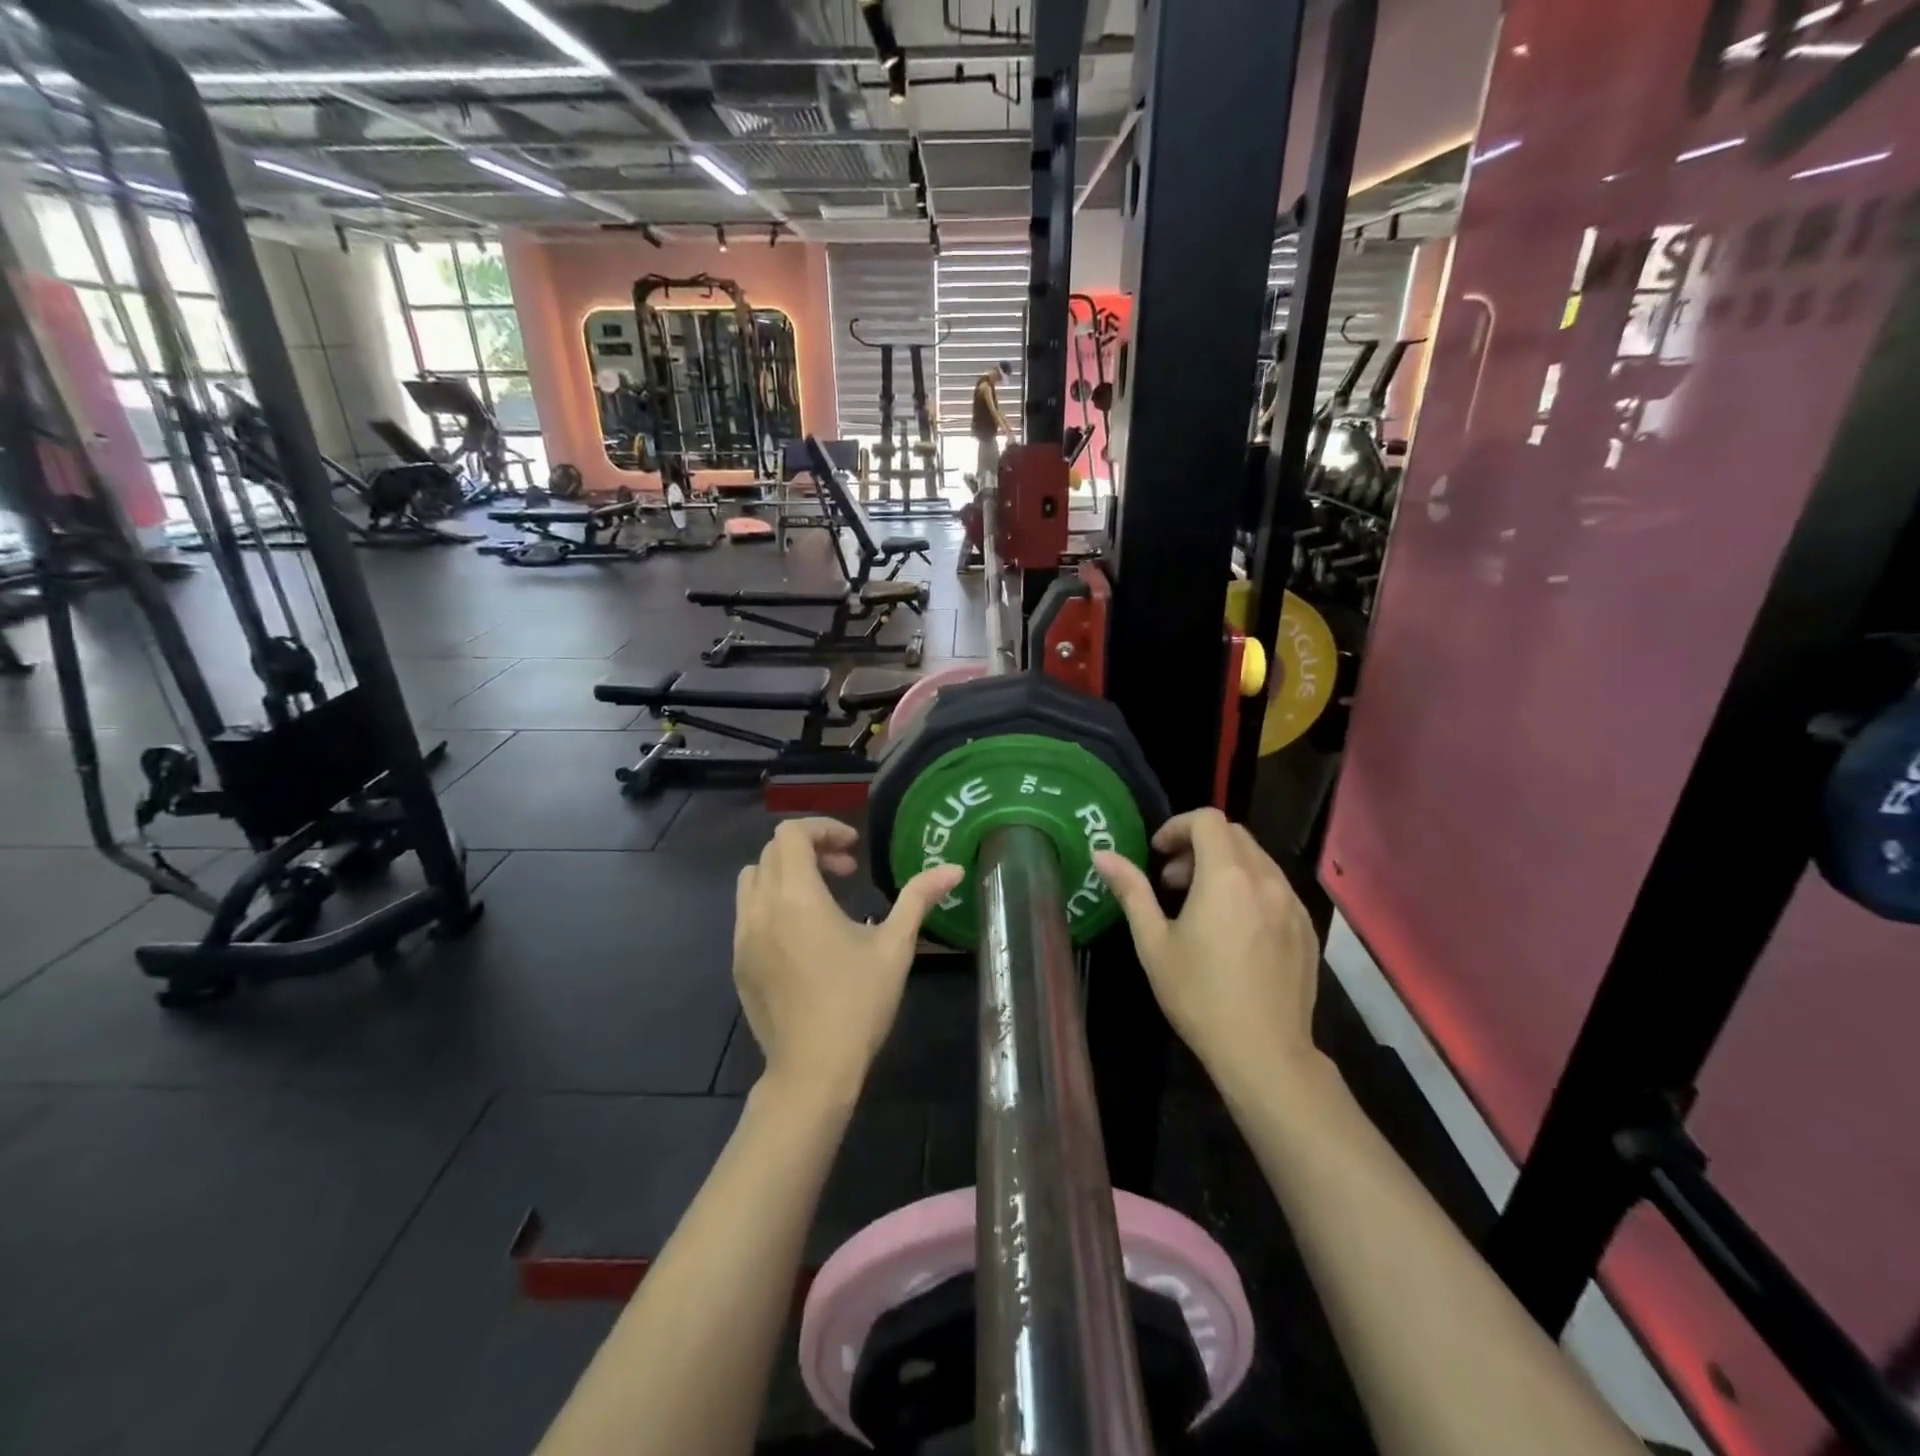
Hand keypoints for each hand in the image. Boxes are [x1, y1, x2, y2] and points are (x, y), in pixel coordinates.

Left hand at [734, 818, 964, 1102]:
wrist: (812, 1071)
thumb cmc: (858, 1003)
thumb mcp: (895, 946)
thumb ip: (919, 898)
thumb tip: (954, 868)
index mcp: (796, 897)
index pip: (791, 834)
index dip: (823, 829)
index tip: (854, 849)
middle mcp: (760, 909)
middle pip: (772, 852)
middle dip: (810, 849)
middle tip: (846, 871)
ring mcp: (742, 937)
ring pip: (753, 880)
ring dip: (785, 874)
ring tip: (822, 898)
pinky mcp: (738, 962)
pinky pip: (748, 913)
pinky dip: (772, 903)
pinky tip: (804, 936)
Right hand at [1095, 809, 1322, 1089]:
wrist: (1264, 1053)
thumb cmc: (1199, 995)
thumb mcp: (1154, 942)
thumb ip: (1131, 890)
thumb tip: (1102, 854)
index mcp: (1226, 876)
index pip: (1207, 819)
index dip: (1177, 827)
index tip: (1158, 855)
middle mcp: (1266, 879)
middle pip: (1233, 835)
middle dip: (1198, 846)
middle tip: (1172, 884)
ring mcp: (1292, 903)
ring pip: (1257, 860)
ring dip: (1224, 866)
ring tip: (1201, 908)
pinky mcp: (1307, 928)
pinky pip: (1276, 888)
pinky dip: (1250, 889)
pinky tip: (1234, 931)